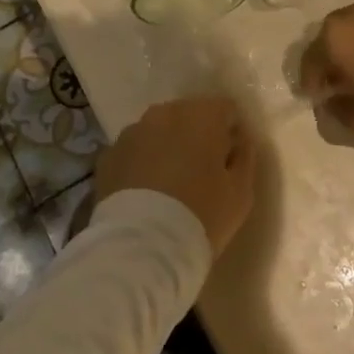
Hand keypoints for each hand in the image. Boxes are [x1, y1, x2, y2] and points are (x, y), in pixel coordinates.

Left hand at [95, 96, 257, 258]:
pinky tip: (146, 193)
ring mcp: (133, 131)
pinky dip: (142, 163)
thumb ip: (245, 156)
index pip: (225, 109)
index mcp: (203, 114)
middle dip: (197, 136)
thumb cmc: (202, 214)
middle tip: (201, 172)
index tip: (230, 160)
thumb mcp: (241, 191)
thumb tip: (239, 140)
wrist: (143, 245)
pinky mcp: (109, 154)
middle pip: (189, 115)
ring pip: (158, 131)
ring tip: (169, 185)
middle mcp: (166, 112)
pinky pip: (134, 151)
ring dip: (167, 147)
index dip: (231, 132)